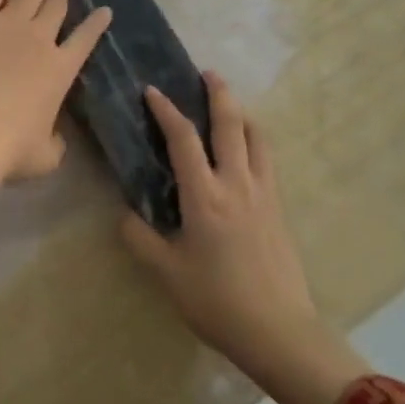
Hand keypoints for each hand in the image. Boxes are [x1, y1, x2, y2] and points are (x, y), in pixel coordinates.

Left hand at [0, 0, 110, 205]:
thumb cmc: (9, 150)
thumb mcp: (45, 155)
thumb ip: (55, 142)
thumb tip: (56, 140)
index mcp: (61, 71)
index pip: (86, 40)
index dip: (96, 24)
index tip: (105, 10)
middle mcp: (42, 39)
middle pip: (56, 4)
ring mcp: (11, 22)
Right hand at [120, 72, 369, 403]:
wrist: (278, 330)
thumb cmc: (217, 300)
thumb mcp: (167, 273)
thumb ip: (140, 239)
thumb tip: (125, 214)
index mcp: (204, 196)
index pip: (184, 140)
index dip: (167, 111)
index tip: (152, 90)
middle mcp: (237, 184)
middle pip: (230, 124)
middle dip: (218, 94)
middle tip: (207, 73)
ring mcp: (264, 194)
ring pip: (257, 138)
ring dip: (242, 114)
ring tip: (230, 105)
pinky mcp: (279, 209)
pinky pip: (267, 161)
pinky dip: (255, 141)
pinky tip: (246, 151)